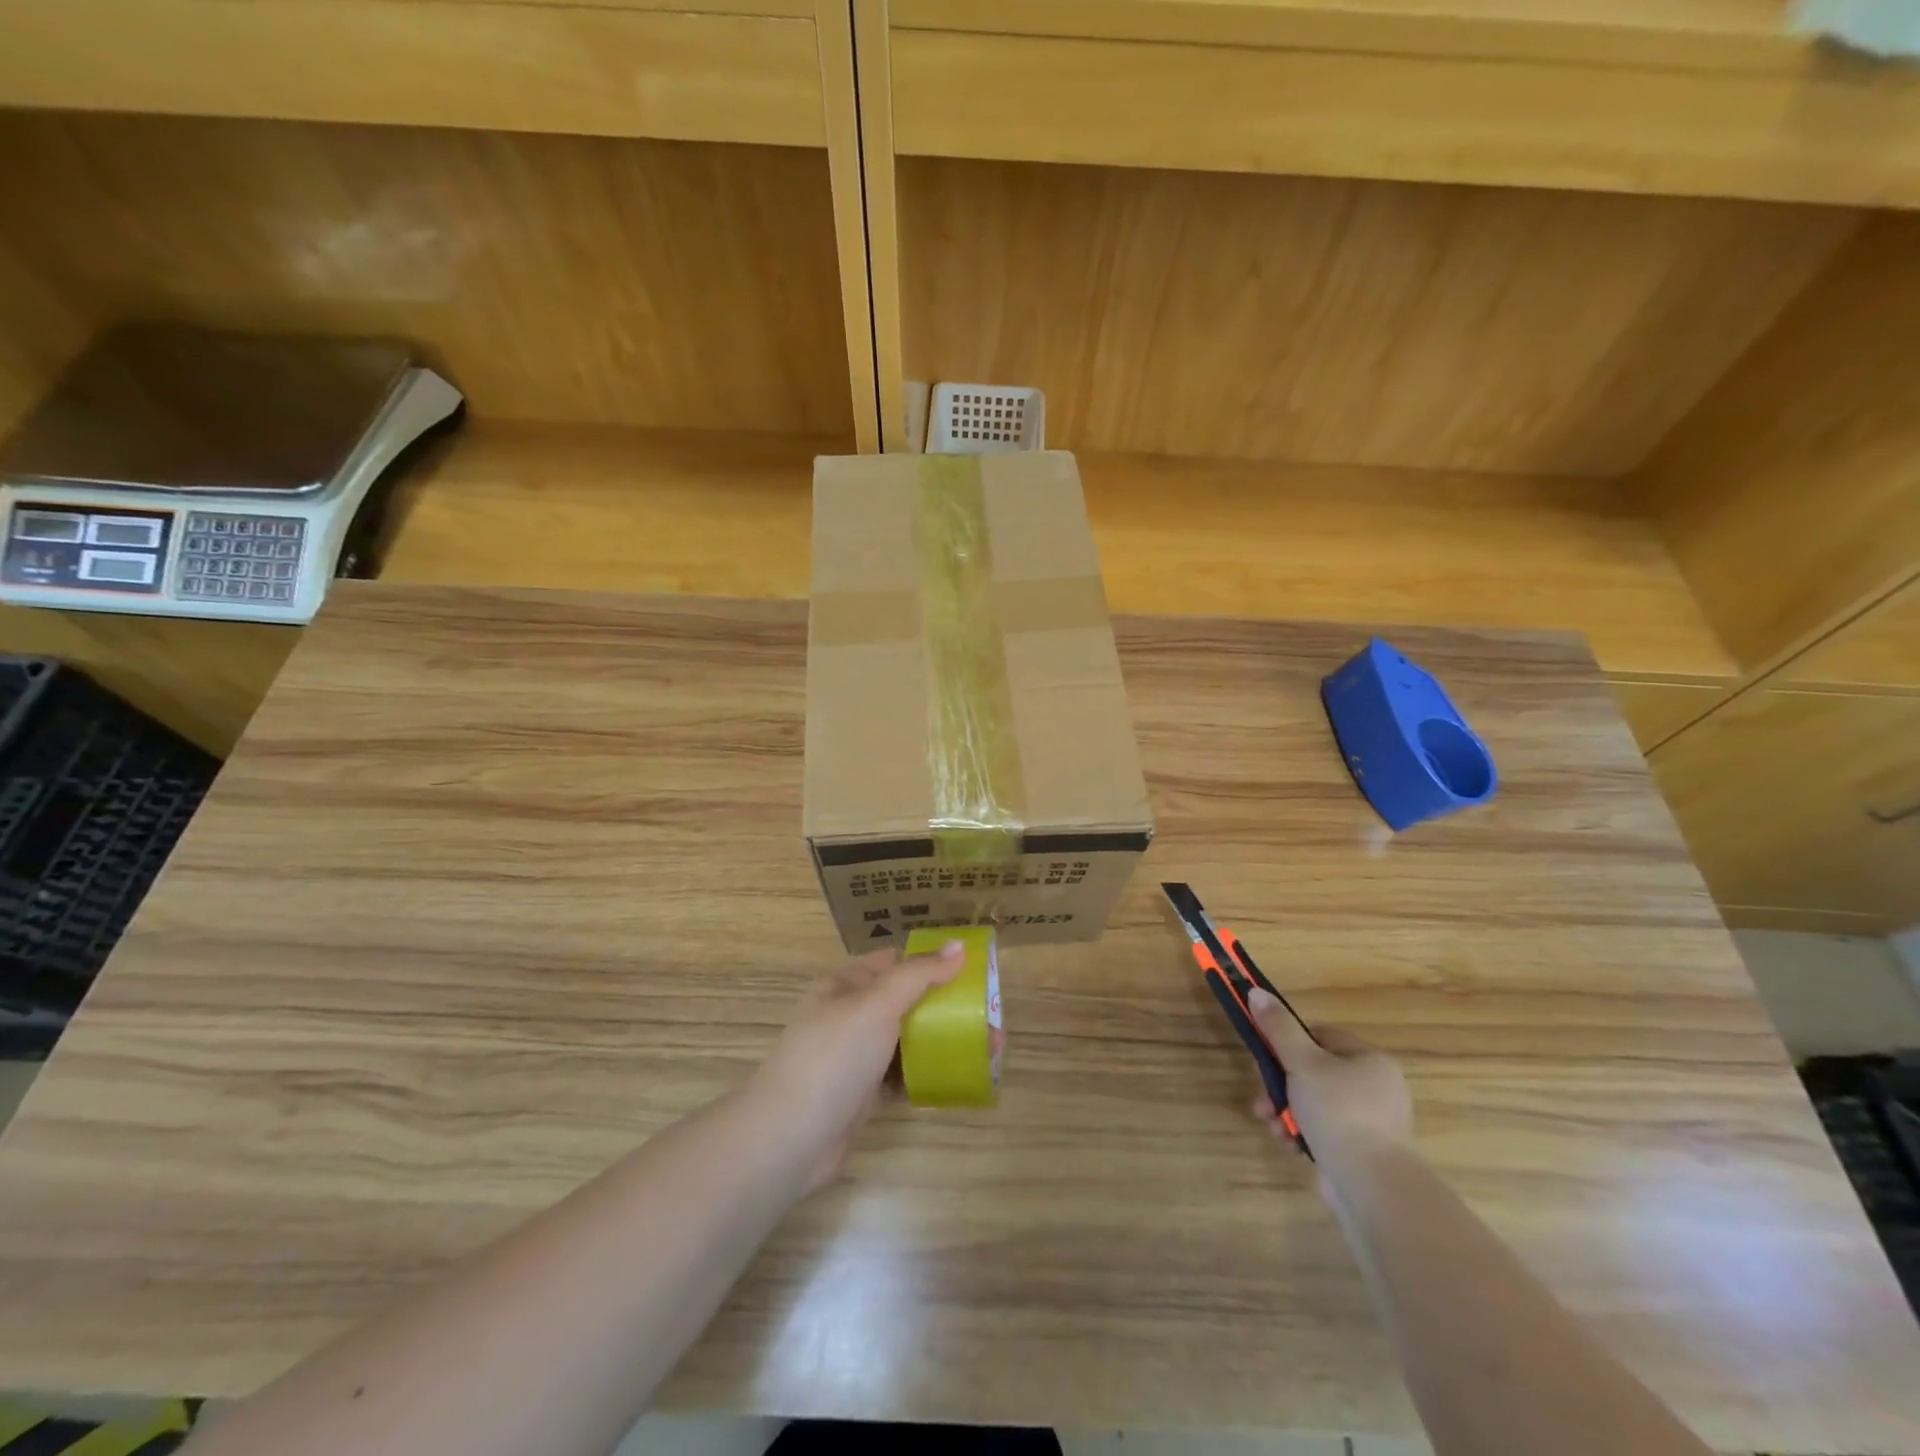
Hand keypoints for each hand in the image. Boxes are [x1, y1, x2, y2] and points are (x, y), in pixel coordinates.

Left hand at [748, 942, 964, 1190]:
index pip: (894, 961)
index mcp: (846, 984)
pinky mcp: (863, 1095)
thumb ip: (918, 974)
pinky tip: (960, 1078)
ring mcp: (856, 1057)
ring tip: (987, 1048)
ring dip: (942, 1042)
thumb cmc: (833, 1056)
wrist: (790, 1138)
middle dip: (946, 1006)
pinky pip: (903, 1077)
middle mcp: (850, 1015)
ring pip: (907, 1041)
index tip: (973, 971)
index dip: (932, 962)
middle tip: (990, 1016)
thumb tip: (957, 946)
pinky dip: (928, 1075)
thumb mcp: (876, 1003)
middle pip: (906, 1002)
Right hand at [1247, 990, 1412, 1178]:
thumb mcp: (1302, 1062)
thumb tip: (1256, 991)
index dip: (1289, 1044)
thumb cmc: (1338, 1112)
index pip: (1320, 1037)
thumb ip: (1278, 1028)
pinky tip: (1288, 1142)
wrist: (1371, 1186)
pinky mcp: (1361, 1151)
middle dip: (1280, 1085)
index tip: (1267, 1058)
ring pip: (1314, 1102)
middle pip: (1312, 1072)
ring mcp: (1371, 1122)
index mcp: (1370, 1060)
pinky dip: (1302, 1132)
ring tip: (1272, 1125)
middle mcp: (1376, 1087)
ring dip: (1286, 1110)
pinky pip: (1324, 1129)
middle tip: (1262, 1101)